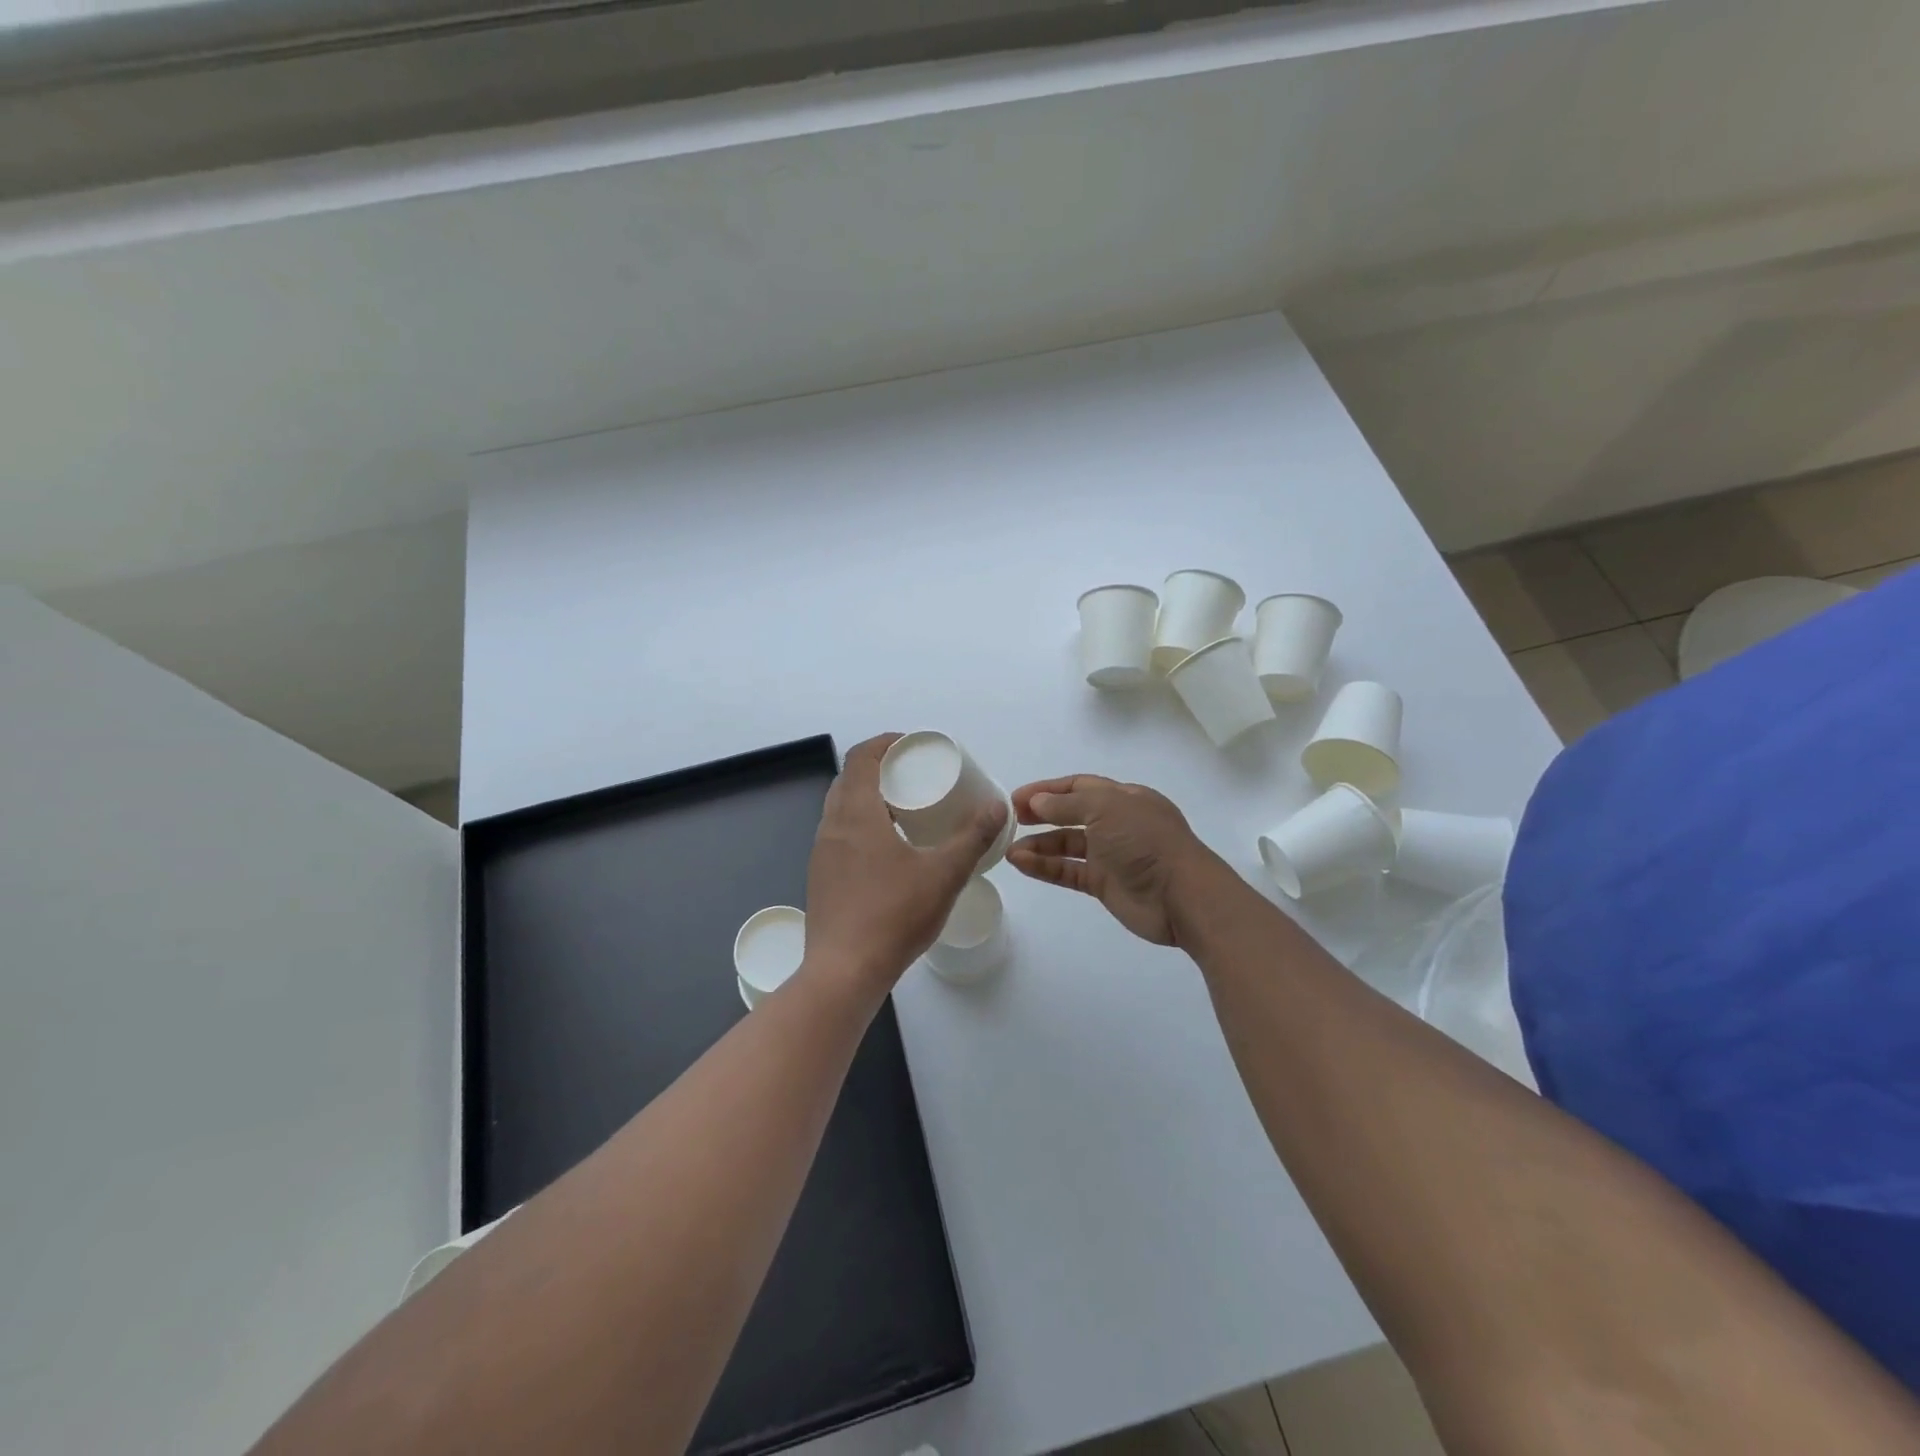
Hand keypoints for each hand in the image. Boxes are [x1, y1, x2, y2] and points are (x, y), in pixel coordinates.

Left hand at [803, 734, 1007, 997]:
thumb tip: (996, 806)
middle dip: (880, 769)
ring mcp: (821, 852)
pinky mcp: (821, 876)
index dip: (885, 742)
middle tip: (915, 776)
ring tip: (905, 810)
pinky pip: (840, 834)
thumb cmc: (894, 915)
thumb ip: (973, 838)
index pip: (861, 756)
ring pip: (842, 808)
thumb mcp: (944, 874)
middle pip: (850, 778)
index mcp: (856, 813)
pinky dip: (861, 825)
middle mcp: (831, 826)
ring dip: (869, 798)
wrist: (844, 972)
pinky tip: (888, 849)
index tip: (912, 746)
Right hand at [1007, 774, 1227, 946]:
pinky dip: (1045, 867)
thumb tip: (1037, 802)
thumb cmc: (1145, 841)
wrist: (1181, 896)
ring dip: (1038, 845)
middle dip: (1040, 815)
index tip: (1016, 798)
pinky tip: (1021, 864)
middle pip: (1071, 814)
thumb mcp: (1106, 809)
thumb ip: (1068, 804)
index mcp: (1124, 798)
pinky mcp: (1104, 884)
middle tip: (1009, 820)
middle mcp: (1116, 823)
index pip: (1080, 786)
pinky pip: (1068, 871)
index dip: (1048, 790)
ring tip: (1008, 849)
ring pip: (1067, 845)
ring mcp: (1110, 855)